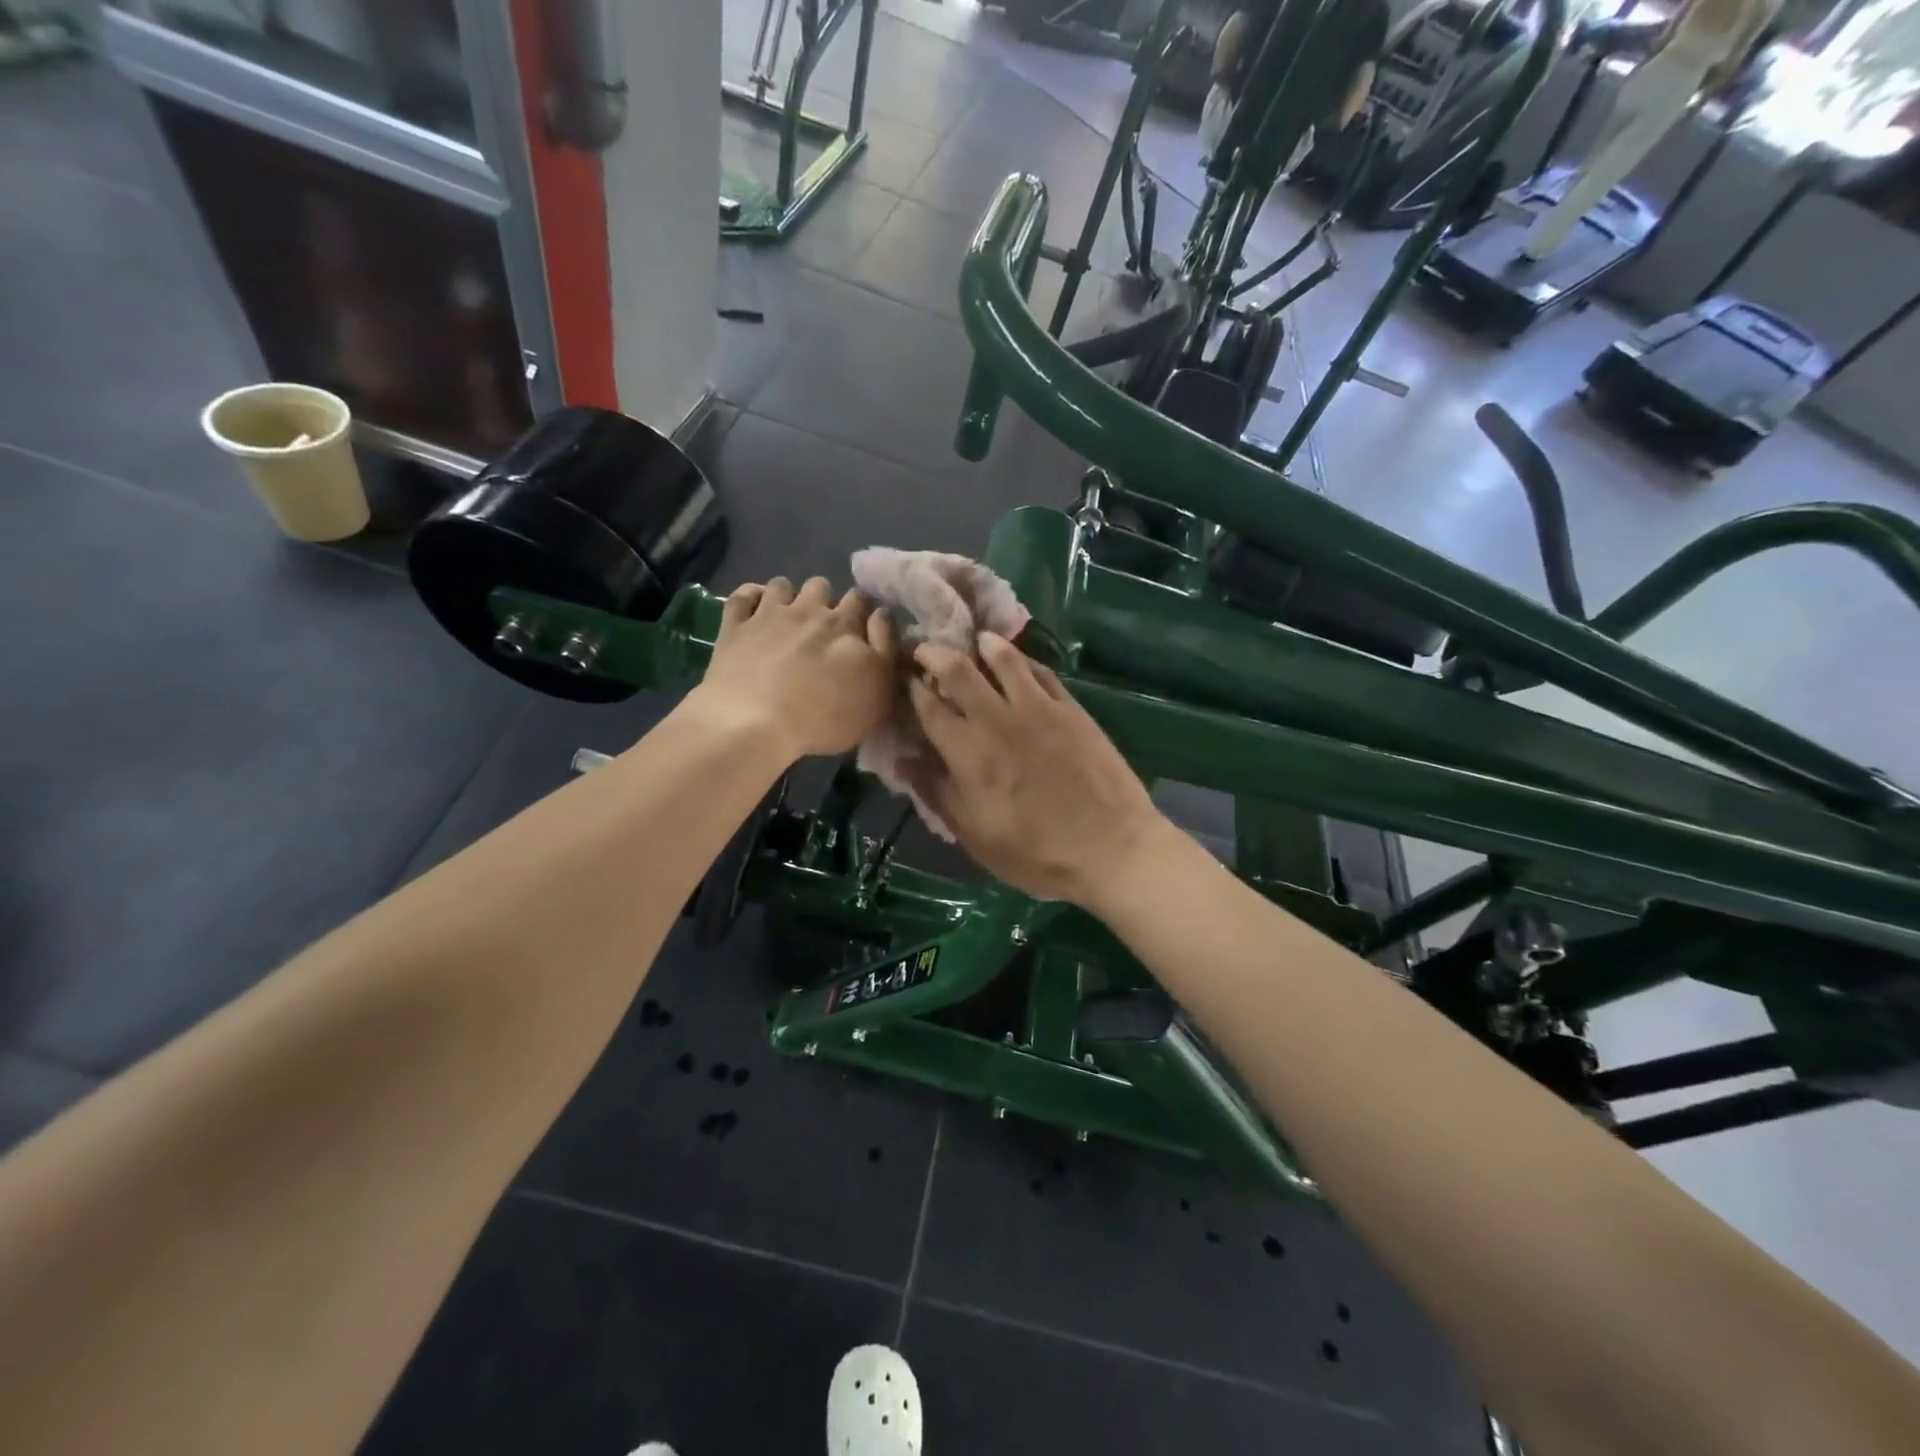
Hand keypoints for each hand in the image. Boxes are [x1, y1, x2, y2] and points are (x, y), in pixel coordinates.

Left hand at [693, 577, 898, 761]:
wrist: (755, 723)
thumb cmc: (825, 716)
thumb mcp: (877, 692)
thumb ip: (885, 649)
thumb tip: (883, 614)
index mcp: (845, 626)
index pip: (861, 599)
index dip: (863, 610)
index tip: (862, 627)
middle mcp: (808, 610)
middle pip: (821, 586)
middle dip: (825, 600)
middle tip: (823, 629)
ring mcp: (768, 615)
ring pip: (782, 585)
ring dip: (788, 596)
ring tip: (788, 620)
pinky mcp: (735, 627)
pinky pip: (742, 596)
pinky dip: (750, 597)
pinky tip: (754, 611)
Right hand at [906, 633, 1165, 906]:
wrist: (1112, 849)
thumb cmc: (1037, 854)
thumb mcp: (976, 837)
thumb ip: (937, 794)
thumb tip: (903, 760)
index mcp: (968, 754)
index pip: (927, 706)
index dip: (910, 688)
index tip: (903, 680)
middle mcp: (997, 720)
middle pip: (958, 670)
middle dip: (934, 654)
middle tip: (925, 650)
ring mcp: (1038, 709)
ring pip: (1002, 658)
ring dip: (981, 644)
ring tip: (974, 641)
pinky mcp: (1071, 708)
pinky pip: (1040, 671)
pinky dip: (1021, 659)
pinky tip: (1016, 660)